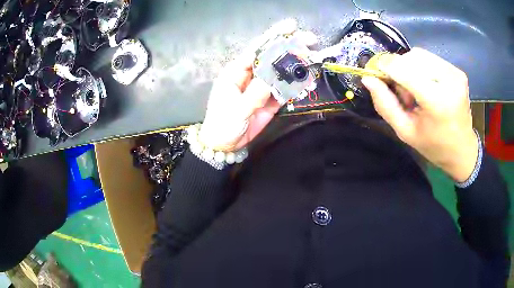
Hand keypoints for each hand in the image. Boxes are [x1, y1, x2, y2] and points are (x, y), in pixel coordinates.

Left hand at [199, 19, 316, 151]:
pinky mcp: (270, 99)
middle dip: (290, 47)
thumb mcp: (236, 109)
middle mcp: (250, 75)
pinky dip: (296, 84)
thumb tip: (272, 79)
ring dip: (296, 64)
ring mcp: (262, 87)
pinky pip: (284, 88)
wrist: (225, 145)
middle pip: (271, 57)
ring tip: (313, 58)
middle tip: (310, 39)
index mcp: (236, 72)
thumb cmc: (223, 124)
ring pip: (281, 71)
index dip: (273, 37)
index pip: (256, 50)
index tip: (291, 27)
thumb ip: (254, 94)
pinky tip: (307, 79)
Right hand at [362, 48, 477, 181]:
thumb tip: (367, 79)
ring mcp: (455, 74)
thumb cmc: (433, 145)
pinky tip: (426, 85)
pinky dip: (421, 68)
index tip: (376, 74)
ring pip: (419, 55)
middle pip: (411, 58)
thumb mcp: (405, 132)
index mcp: (437, 102)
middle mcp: (449, 81)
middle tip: (403, 94)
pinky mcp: (458, 71)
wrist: (462, 150)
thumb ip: (385, 104)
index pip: (404, 70)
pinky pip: (430, 58)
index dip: (386, 68)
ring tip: (416, 90)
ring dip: (410, 68)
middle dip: (400, 70)